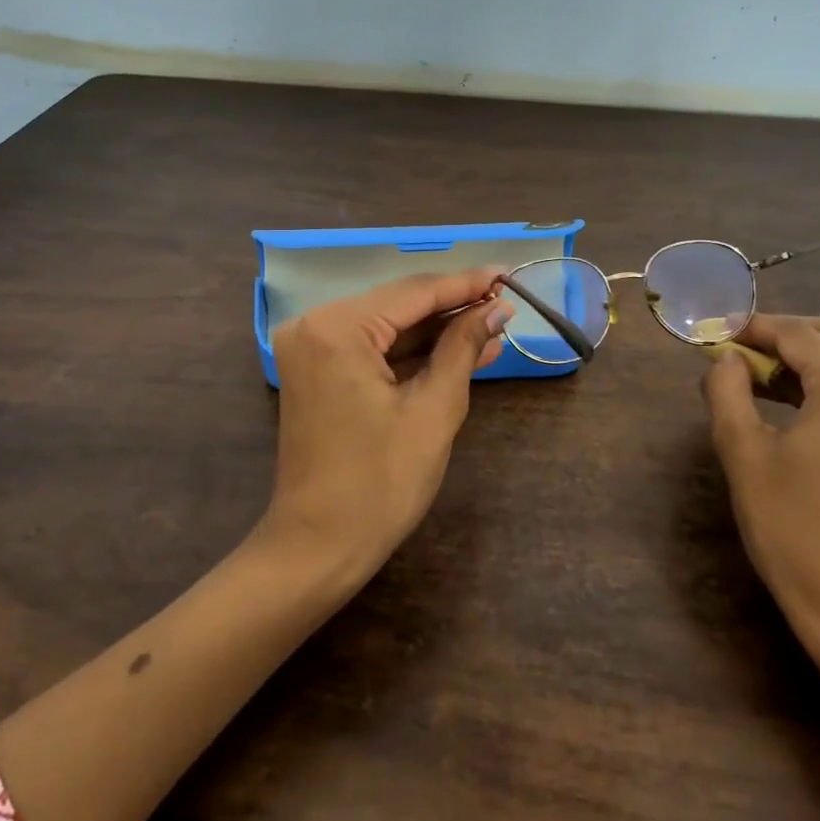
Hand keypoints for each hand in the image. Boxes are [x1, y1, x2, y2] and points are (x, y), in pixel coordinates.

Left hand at [264, 269, 513, 583]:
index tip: (508, 274)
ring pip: (387, 327)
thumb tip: (496, 309)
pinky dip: (412, 353)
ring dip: (437, 331)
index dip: (466, 284)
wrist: (318, 547)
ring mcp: (311, 349)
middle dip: (453, 307)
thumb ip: (462, 347)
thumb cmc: (381, 483)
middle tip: (505, 302)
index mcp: (337, 327)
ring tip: (492, 328)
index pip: (414, 292)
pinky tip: (458, 351)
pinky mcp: (316, 372)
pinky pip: (371, 350)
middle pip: (398, 305)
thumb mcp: (433, 410)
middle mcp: (315, 325)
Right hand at [702, 315, 819, 668]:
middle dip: (784, 335)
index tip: (714, 331)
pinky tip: (790, 400)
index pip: (798, 335)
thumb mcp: (744, 454)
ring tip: (755, 375)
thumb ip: (727, 391)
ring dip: (806, 358)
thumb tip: (726, 359)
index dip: (753, 328)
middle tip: (738, 348)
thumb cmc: (796, 531)